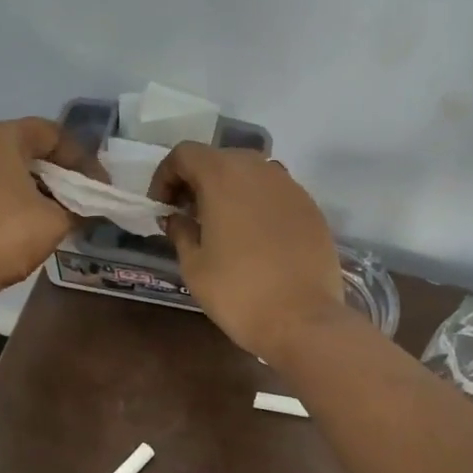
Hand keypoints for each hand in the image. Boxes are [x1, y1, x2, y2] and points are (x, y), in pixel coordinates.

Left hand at [0, 118, 83, 323]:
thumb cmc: (6, 234)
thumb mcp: (56, 221)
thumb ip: (77, 207)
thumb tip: (87, 208)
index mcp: (1, 137)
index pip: (51, 133)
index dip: (81, 157)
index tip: (100, 184)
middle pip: (27, 149)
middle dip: (59, 172)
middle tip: (82, 196)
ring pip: (7, 170)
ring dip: (36, 187)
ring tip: (59, 213)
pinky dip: (13, 199)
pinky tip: (28, 224)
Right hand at [148, 144, 348, 359]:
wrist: (302, 319)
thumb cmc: (238, 292)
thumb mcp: (194, 265)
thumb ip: (180, 230)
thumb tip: (177, 217)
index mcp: (224, 176)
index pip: (185, 153)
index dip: (166, 176)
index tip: (162, 207)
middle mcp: (260, 170)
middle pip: (220, 158)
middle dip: (197, 181)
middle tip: (187, 215)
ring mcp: (291, 187)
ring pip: (251, 174)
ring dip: (230, 190)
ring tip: (221, 226)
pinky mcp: (311, 208)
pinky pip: (276, 194)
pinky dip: (257, 204)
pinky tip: (255, 238)